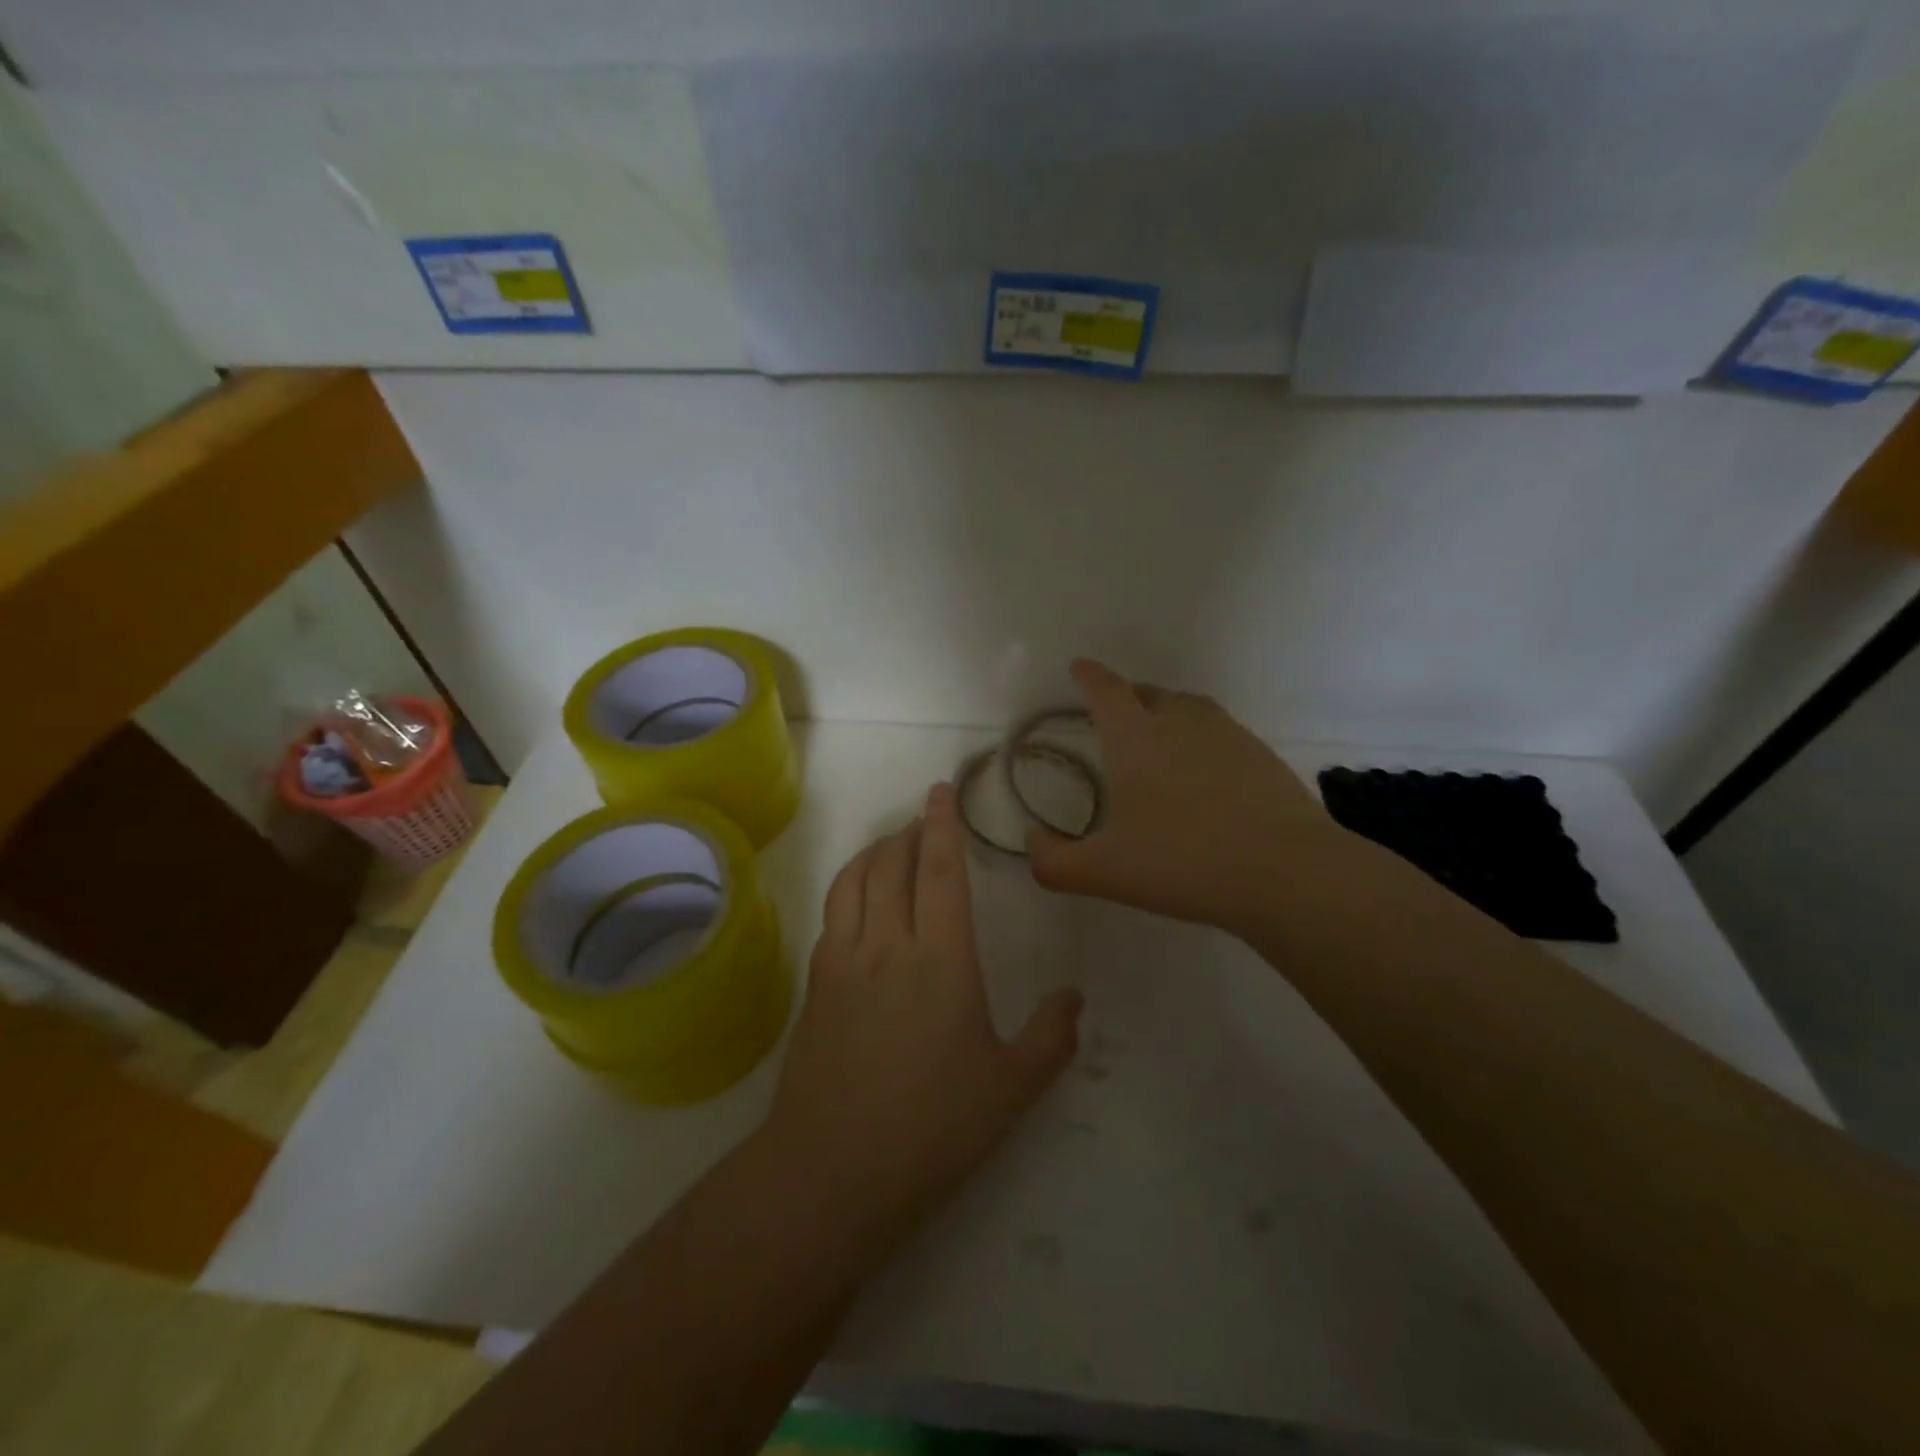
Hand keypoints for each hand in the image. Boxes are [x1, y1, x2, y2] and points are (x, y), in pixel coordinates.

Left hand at [766, 781, 1083, 1239]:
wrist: (833, 1170)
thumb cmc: (933, 1126)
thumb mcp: (1011, 1087)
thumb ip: (1050, 1037)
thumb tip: (1074, 998)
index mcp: (941, 958)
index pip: (938, 870)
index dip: (941, 825)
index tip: (941, 792)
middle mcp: (887, 944)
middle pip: (890, 863)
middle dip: (907, 831)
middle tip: (922, 820)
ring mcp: (842, 962)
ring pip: (853, 881)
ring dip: (873, 853)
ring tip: (890, 847)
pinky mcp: (814, 986)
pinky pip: (832, 914)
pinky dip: (849, 888)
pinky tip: (860, 904)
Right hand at [1026, 660, 1370, 936]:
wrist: (1284, 872)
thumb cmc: (1181, 862)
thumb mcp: (1104, 872)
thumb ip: (1054, 862)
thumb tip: (1032, 843)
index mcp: (1135, 737)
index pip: (1105, 690)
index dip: (1089, 676)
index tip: (1079, 667)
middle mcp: (1180, 722)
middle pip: (1148, 692)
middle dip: (1127, 695)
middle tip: (1116, 712)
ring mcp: (1227, 734)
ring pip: (1189, 707)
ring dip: (1167, 712)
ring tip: (1160, 736)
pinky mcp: (1262, 755)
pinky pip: (1221, 732)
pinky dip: (1203, 740)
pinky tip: (1206, 773)